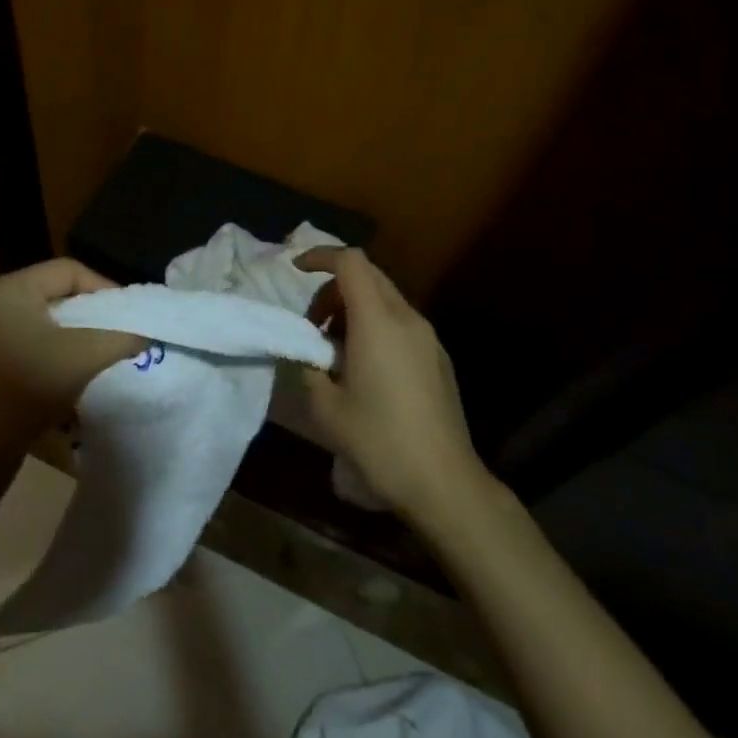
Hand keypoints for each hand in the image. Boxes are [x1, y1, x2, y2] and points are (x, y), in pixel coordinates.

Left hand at [0, 259, 142, 475]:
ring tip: (97, 352)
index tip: (128, 315)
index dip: (104, 287)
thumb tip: (144, 333)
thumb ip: (120, 338)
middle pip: (53, 293)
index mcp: (6, 289)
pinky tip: (67, 371)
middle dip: (89, 312)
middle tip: (117, 332)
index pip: (67, 270)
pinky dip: (50, 349)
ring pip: (40, 320)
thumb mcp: (83, 358)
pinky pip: (24, 340)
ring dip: (72, 333)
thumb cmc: (26, 390)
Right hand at [296, 247, 487, 524]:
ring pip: (386, 298)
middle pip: (369, 275)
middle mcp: (407, 319)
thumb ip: (306, 365)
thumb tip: (303, 349)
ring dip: (354, 308)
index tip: (295, 271)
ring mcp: (428, 337)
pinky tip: (364, 368)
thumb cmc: (378, 440)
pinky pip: (400, 322)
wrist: (442, 480)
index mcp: (378, 322)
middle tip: (312, 325)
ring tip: (335, 351)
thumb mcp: (325, 406)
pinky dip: (375, 325)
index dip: (320, 256)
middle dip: (333, 288)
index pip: (350, 263)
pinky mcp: (438, 357)